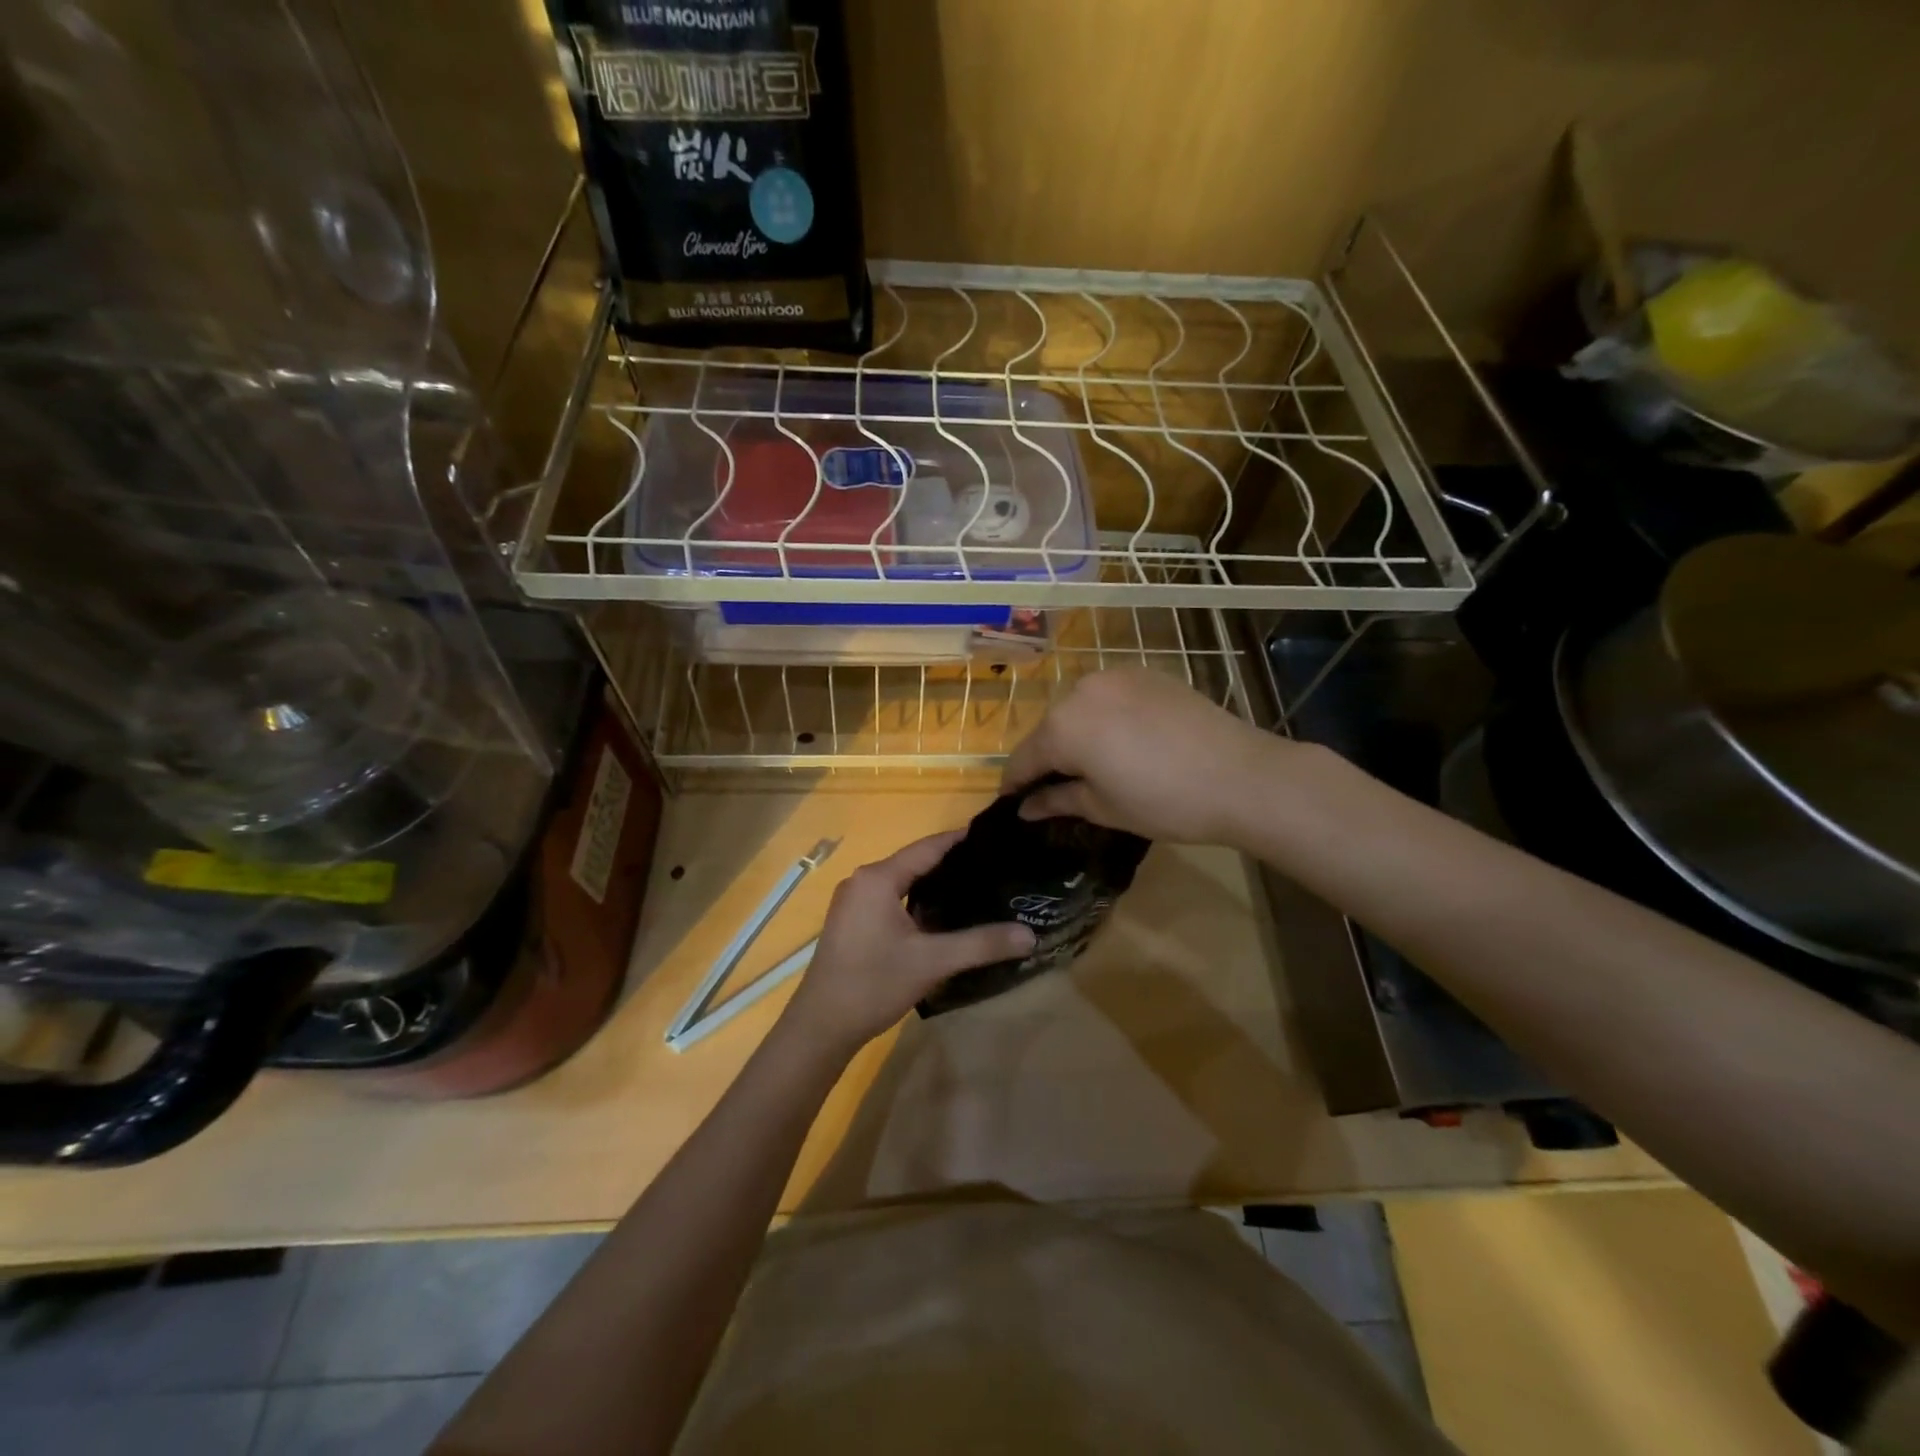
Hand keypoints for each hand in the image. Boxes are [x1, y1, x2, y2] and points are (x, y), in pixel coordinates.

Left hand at [781, 832, 1035, 1054]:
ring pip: (903, 882)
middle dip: (954, 864)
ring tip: (977, 889)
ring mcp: (854, 901)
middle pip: (916, 862)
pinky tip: (943, 916)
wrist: (820, 1026)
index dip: (962, 840)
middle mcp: (863, 880)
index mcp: (878, 878)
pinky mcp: (852, 921)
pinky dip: (917, 901)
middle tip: (996, 868)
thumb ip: (982, 944)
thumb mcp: (932, 962)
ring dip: (935, 885)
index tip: (997, 838)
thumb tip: (1030, 935)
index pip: (929, 847)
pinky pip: (891, 899)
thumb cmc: (874, 984)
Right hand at [1001, 668, 1281, 843]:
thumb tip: (1026, 807)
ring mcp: (1116, 676)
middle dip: (1048, 758)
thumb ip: (1057, 800)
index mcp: (1063, 727)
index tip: (1011, 803)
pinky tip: (1125, 741)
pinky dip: (1106, 717)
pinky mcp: (1147, 673)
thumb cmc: (1164, 801)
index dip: (1015, 784)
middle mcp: (1081, 691)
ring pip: (1080, 709)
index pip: (1024, 758)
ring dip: (1077, 735)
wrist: (1241, 776)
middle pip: (1050, 729)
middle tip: (1056, 789)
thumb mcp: (1103, 808)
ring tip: (1094, 764)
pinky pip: (1110, 697)